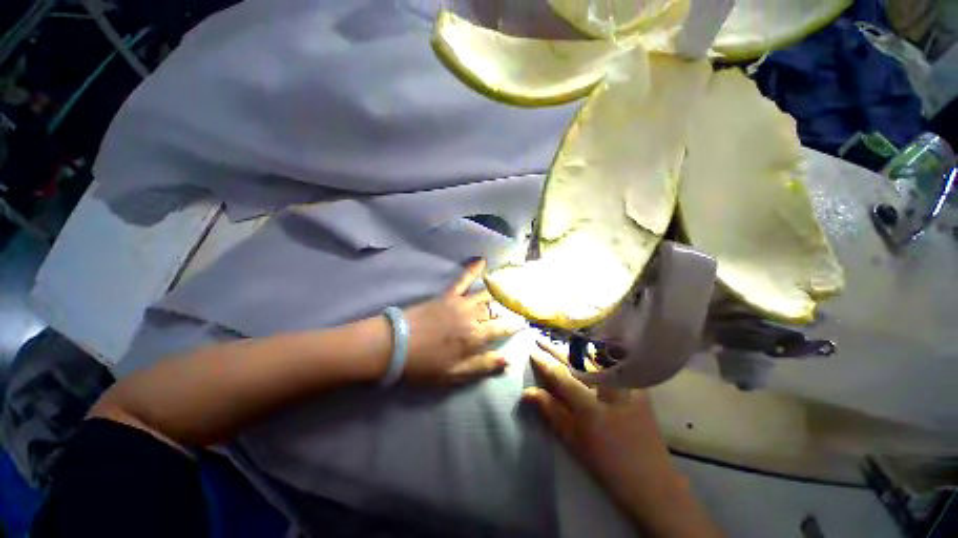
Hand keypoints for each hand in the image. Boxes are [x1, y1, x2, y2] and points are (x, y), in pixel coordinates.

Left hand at [402, 258, 523, 384]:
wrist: (396, 344)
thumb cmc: (426, 363)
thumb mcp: (455, 374)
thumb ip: (483, 365)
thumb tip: (508, 360)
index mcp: (475, 337)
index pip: (502, 328)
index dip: (514, 326)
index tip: (523, 324)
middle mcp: (472, 316)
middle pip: (495, 311)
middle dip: (506, 311)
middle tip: (515, 309)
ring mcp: (460, 303)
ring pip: (485, 296)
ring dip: (498, 293)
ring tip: (510, 288)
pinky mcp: (448, 295)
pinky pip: (463, 279)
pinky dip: (473, 269)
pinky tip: (482, 260)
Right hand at [523, 340, 683, 515]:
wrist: (652, 481)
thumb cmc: (607, 465)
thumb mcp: (574, 441)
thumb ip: (551, 412)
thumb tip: (528, 391)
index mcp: (591, 407)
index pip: (561, 375)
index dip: (545, 361)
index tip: (532, 350)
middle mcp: (609, 390)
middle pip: (577, 362)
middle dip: (556, 349)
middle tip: (541, 340)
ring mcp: (627, 387)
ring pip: (596, 360)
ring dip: (575, 350)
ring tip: (560, 343)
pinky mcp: (639, 388)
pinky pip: (615, 366)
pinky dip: (599, 357)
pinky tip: (591, 353)